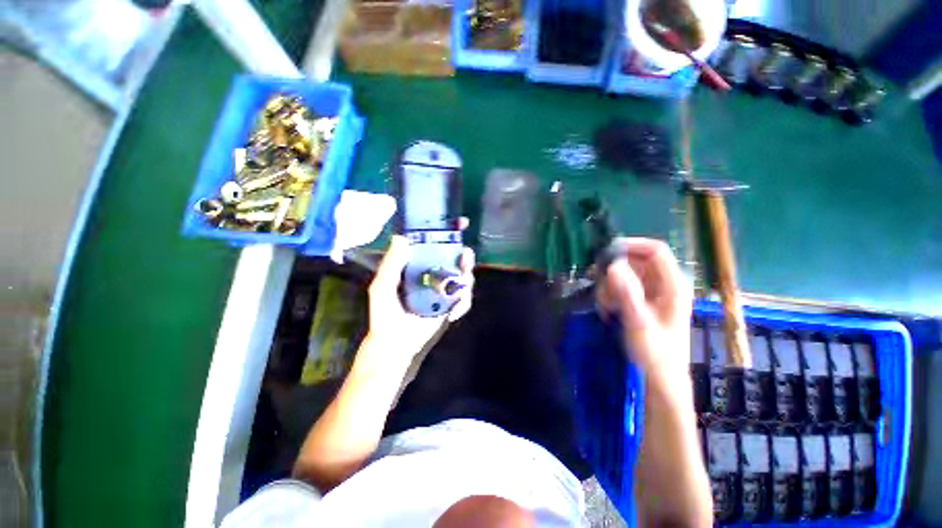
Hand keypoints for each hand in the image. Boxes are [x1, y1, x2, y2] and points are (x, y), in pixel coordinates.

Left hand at [364, 235, 474, 365]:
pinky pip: (465, 298)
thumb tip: (402, 237)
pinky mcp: (451, 304)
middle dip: (465, 256)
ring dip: (467, 279)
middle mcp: (433, 273)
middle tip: (465, 256)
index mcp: (417, 264)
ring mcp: (444, 288)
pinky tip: (452, 314)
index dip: (447, 232)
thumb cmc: (385, 313)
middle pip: (455, 258)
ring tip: (460, 287)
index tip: (459, 223)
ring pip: (464, 277)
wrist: (395, 343)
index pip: (434, 243)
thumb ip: (392, 264)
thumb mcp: (383, 286)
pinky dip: (463, 303)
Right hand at [597, 238, 691, 386]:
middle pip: (635, 262)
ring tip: (605, 305)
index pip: (655, 251)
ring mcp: (653, 293)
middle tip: (598, 285)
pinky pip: (622, 287)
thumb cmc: (655, 353)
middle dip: (614, 271)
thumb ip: (626, 294)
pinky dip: (611, 294)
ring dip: (609, 285)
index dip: (631, 245)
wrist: (660, 377)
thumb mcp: (638, 322)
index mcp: (673, 285)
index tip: (605, 252)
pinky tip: (607, 309)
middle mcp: (664, 284)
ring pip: (625, 274)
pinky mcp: (642, 301)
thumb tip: (612, 266)